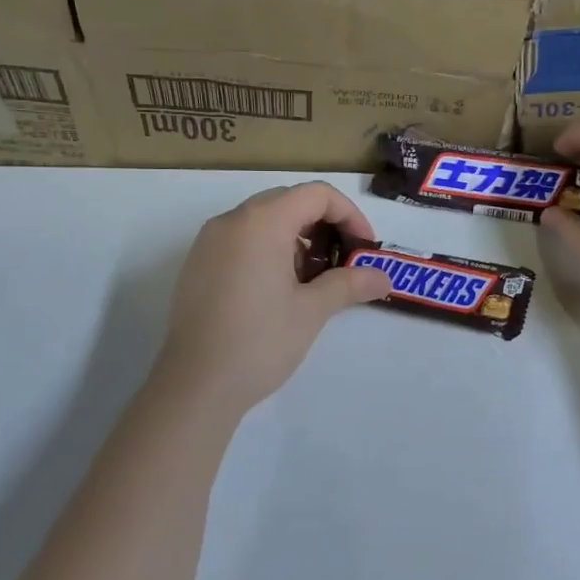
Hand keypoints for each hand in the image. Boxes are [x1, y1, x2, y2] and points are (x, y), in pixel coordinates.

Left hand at [154, 182, 391, 414]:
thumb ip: (349, 284)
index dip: (349, 215)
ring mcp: (208, 242)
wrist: (195, 386)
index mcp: (261, 222)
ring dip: (297, 238)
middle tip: (342, 262)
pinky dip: (269, 249)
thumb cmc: (259, 342)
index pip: (316, 194)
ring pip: (263, 220)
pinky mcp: (197, 264)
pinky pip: (241, 239)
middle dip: (324, 225)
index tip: (363, 249)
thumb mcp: (312, 310)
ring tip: (312, 280)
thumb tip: (384, 278)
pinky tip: (279, 290)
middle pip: (289, 201)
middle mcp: (231, 221)